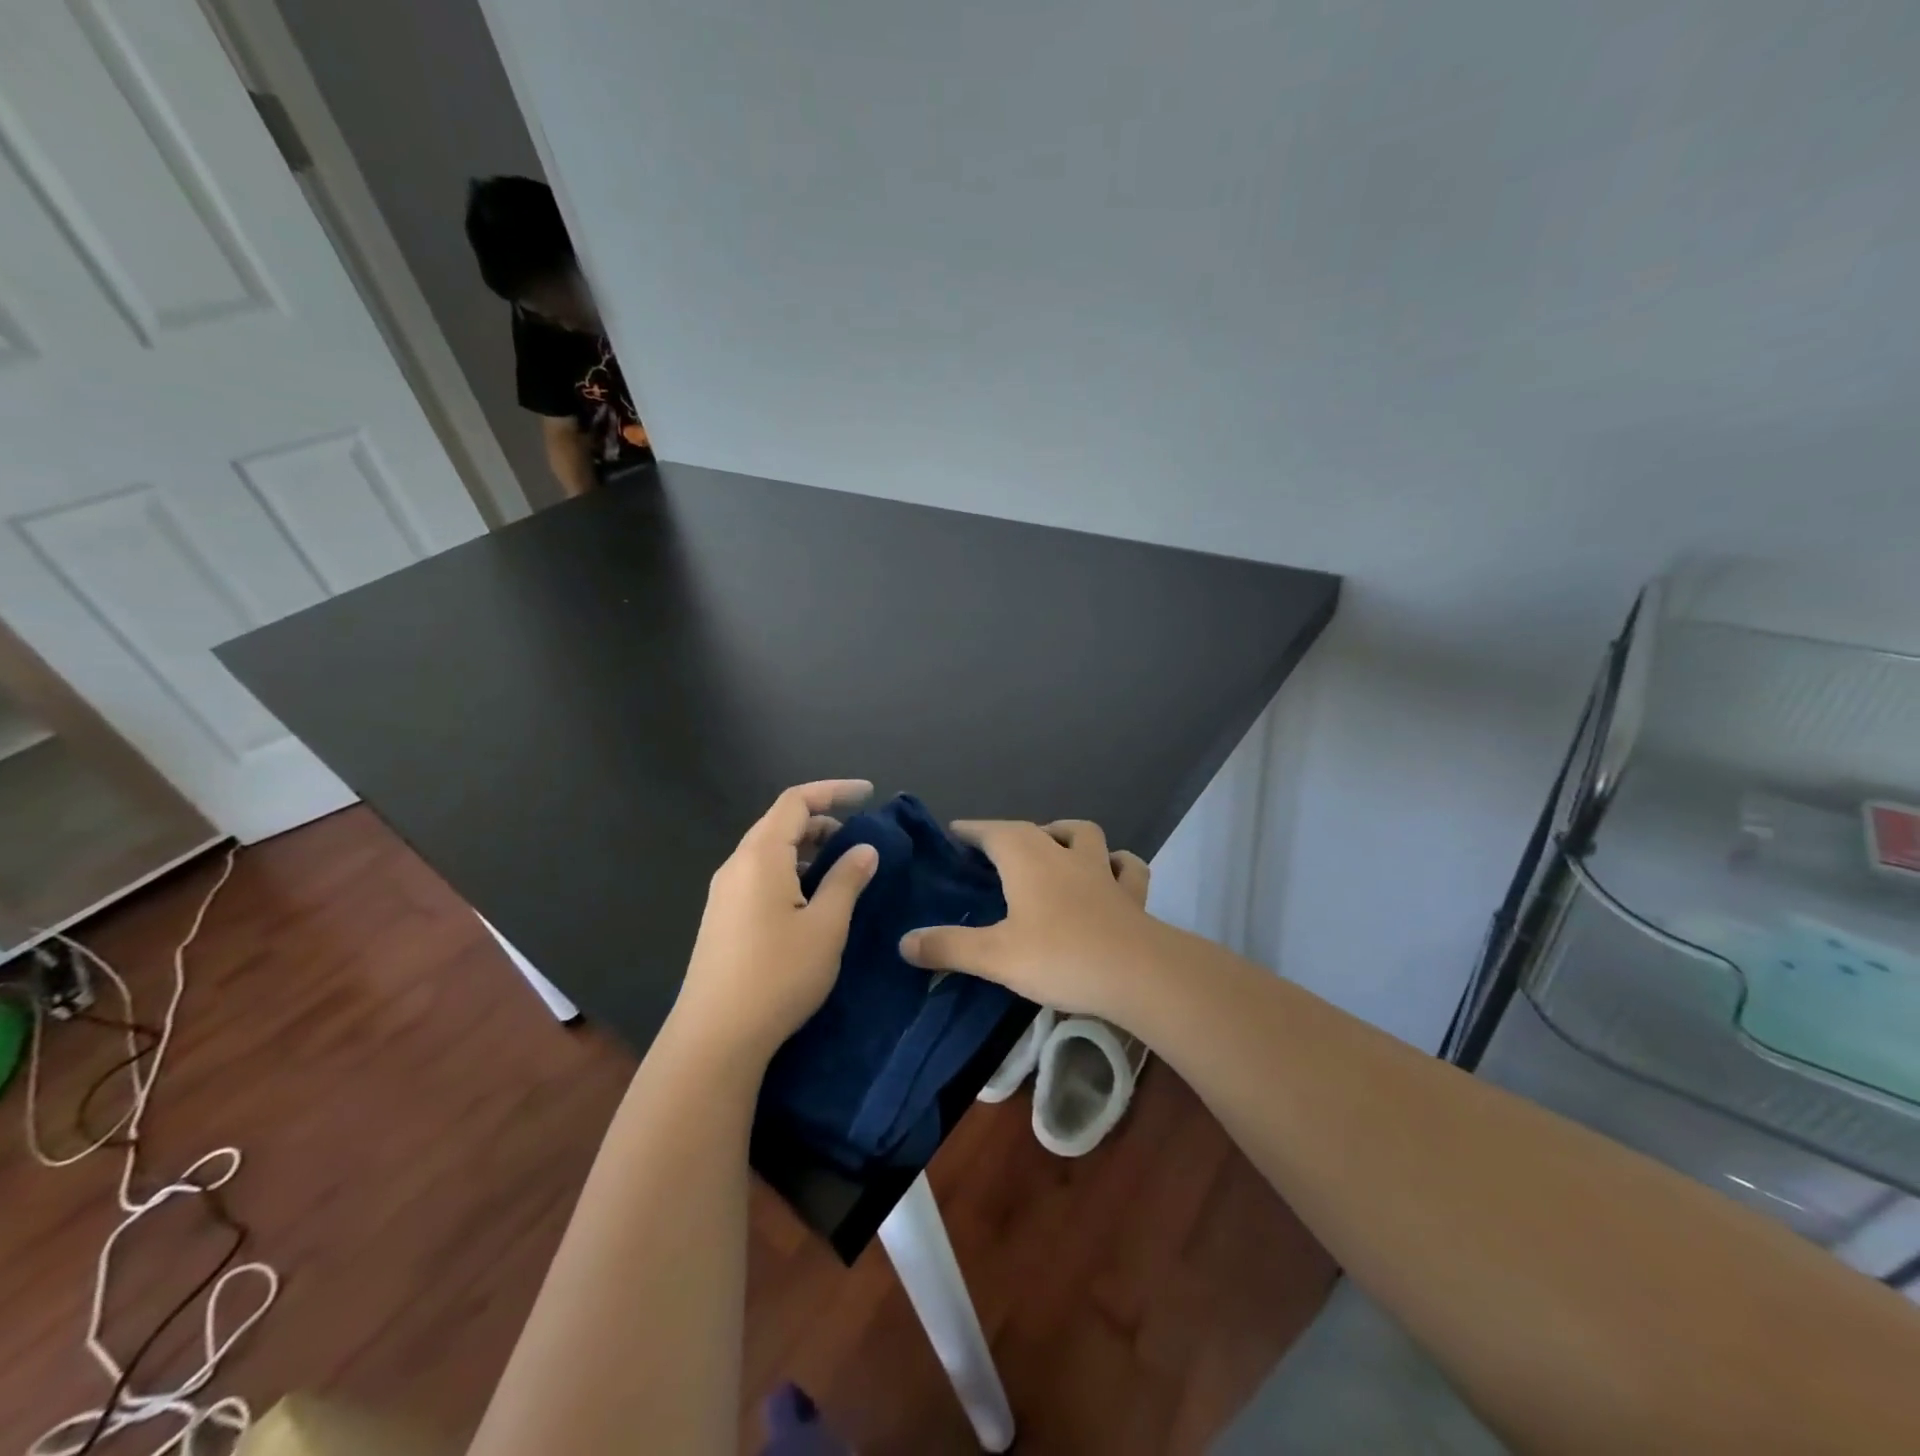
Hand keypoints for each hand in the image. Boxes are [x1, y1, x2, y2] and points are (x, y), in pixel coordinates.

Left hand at [672, 780, 878, 1063]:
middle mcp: (737, 865)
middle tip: (860, 839)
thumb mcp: (825, 926)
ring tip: (841, 869)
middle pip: (780, 822)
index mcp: (761, 856)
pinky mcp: (723, 918)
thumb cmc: (778, 975)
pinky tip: (810, 899)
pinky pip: (760, 875)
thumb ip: (847, 880)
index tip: (869, 794)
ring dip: (807, 848)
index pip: (796, 801)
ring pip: (769, 851)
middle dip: (822, 820)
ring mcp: (725, 893)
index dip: (834, 790)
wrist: (715, 1038)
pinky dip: (790, 870)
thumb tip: (865, 849)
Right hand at [900, 819, 1158, 1022]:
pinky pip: (1126, 867)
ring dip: (1063, 834)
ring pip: (1083, 834)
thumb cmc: (1060, 957)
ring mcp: (1101, 871)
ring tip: (1051, 847)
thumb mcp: (995, 956)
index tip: (954, 832)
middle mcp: (1063, 854)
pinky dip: (1116, 863)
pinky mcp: (1131, 894)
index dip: (972, 830)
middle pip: (1031, 829)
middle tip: (991, 850)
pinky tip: (1111, 872)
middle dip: (1007, 833)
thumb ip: (948, 947)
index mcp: (1027, 860)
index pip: (992, 832)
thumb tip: (903, 941)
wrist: (1138, 973)